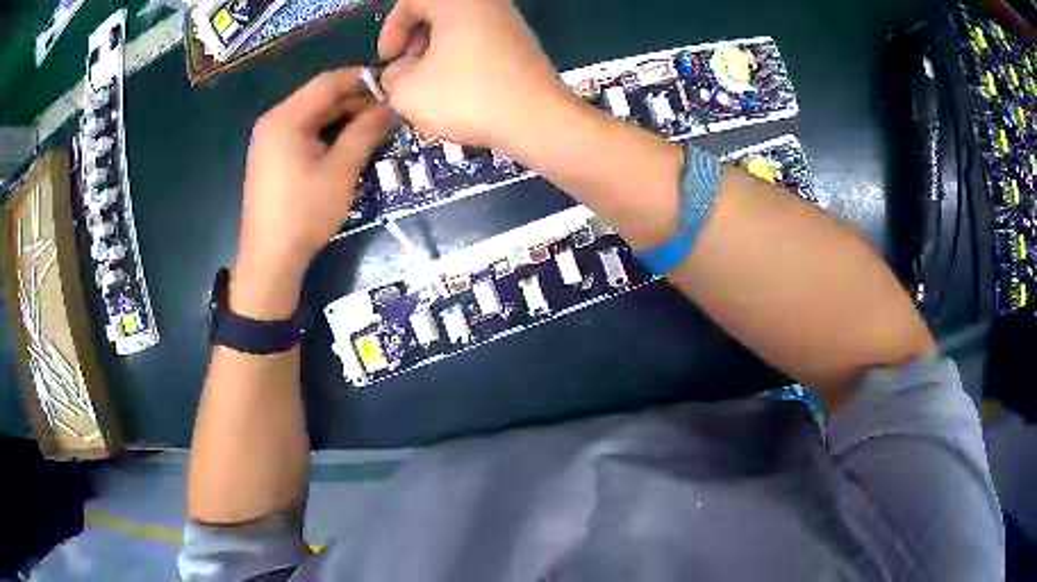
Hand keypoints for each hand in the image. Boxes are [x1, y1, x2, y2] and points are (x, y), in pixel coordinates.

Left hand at [233, 68, 391, 318]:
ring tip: (375, 128)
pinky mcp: (272, 158)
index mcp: (285, 117)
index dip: (363, 79)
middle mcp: (274, 121)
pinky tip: (349, 145)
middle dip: (355, 101)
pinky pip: (304, 134)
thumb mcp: (341, 169)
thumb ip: (366, 131)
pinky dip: (328, 134)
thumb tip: (391, 107)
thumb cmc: (304, 212)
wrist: (270, 259)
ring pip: (313, 116)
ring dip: (344, 119)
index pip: (329, 81)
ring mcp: (270, 140)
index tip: (394, 85)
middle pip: (320, 97)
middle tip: (389, 112)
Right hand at [378, 0, 567, 151]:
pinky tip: (459, 89)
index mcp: (457, 2)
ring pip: (457, 28)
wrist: (537, 121)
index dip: (391, 29)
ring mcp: (508, 23)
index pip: (412, 0)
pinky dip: (460, 58)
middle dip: (413, 40)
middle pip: (436, 11)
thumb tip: (399, 72)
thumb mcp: (407, 90)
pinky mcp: (521, 45)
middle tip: (407, 70)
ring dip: (435, 52)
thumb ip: (390, 75)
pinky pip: (479, 41)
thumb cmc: (467, 97)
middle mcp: (487, 4)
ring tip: (430, 85)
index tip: (387, 59)